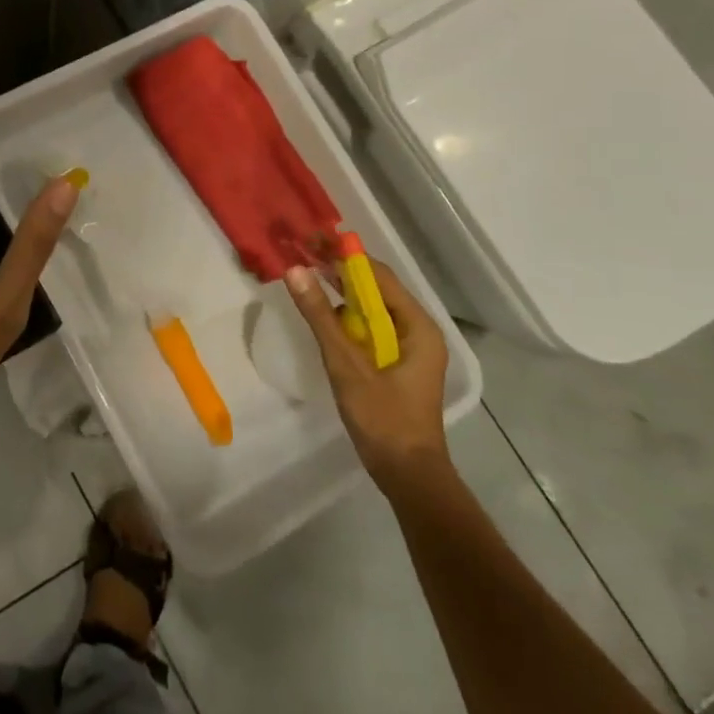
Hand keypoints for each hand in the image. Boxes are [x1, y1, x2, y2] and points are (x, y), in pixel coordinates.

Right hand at [285, 260, 451, 490]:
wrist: (407, 474)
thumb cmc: (383, 418)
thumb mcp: (347, 365)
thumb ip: (321, 317)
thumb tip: (296, 271)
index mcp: (417, 326)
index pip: (378, 276)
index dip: (344, 255)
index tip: (312, 239)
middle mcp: (416, 330)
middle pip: (375, 288)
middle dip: (340, 269)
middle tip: (303, 251)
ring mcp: (407, 348)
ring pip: (371, 308)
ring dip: (340, 290)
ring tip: (307, 273)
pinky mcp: (395, 364)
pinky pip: (369, 327)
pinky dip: (345, 315)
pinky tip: (322, 311)